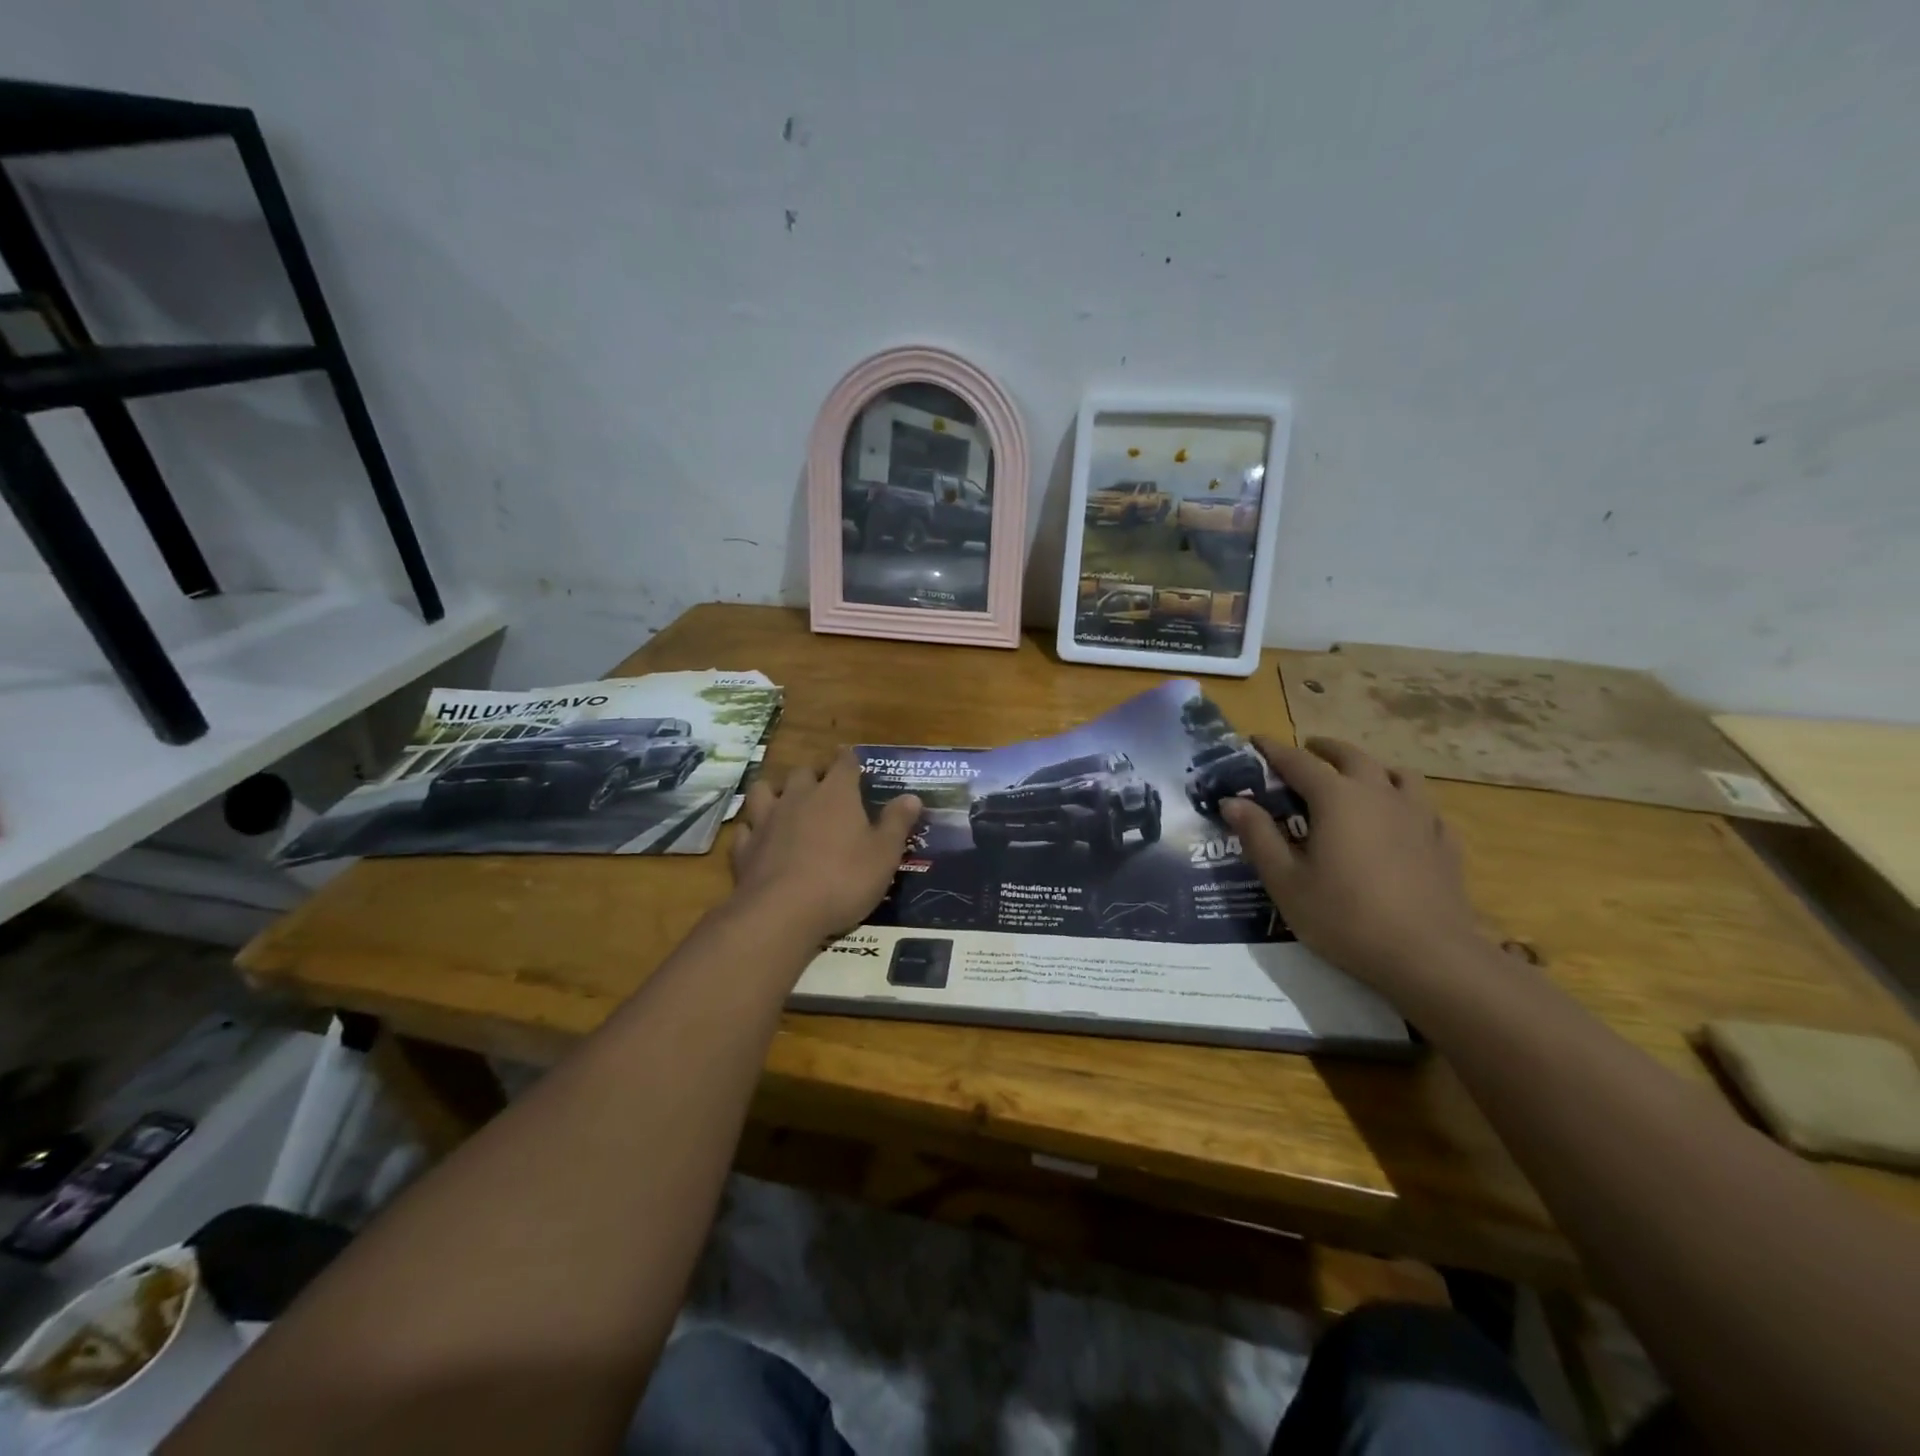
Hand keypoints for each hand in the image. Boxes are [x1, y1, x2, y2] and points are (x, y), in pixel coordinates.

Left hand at [729, 752, 922, 939]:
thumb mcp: (884, 854)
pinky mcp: (744, 847)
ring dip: (775, 792)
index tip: (850, 758)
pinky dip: (753, 829)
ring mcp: (767, 820)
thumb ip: (897, 823)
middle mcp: (799, 797)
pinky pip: (745, 828)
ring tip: (784, 802)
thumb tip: (912, 796)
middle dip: (813, 775)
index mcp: (837, 794)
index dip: (848, 759)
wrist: (783, 911)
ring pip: (764, 790)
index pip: (844, 763)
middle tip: (823, 787)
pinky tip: (759, 838)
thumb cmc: (844, 879)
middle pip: (803, 772)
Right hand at [1219, 737, 1487, 992]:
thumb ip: (1257, 836)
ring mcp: (1419, 816)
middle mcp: (1379, 794)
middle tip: (1308, 751)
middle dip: (1325, 750)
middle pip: (1352, 757)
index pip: (1298, 761)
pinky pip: (1425, 808)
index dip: (1273, 750)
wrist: (1427, 956)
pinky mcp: (1444, 842)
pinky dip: (1406, 803)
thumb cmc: (1344, 917)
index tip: (1255, 741)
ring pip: (1397, 775)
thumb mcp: (1285, 880)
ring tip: (1359, 778)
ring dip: (1372, 769)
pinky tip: (1402, 821)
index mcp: (1336, 798)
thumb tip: (1232, 801)